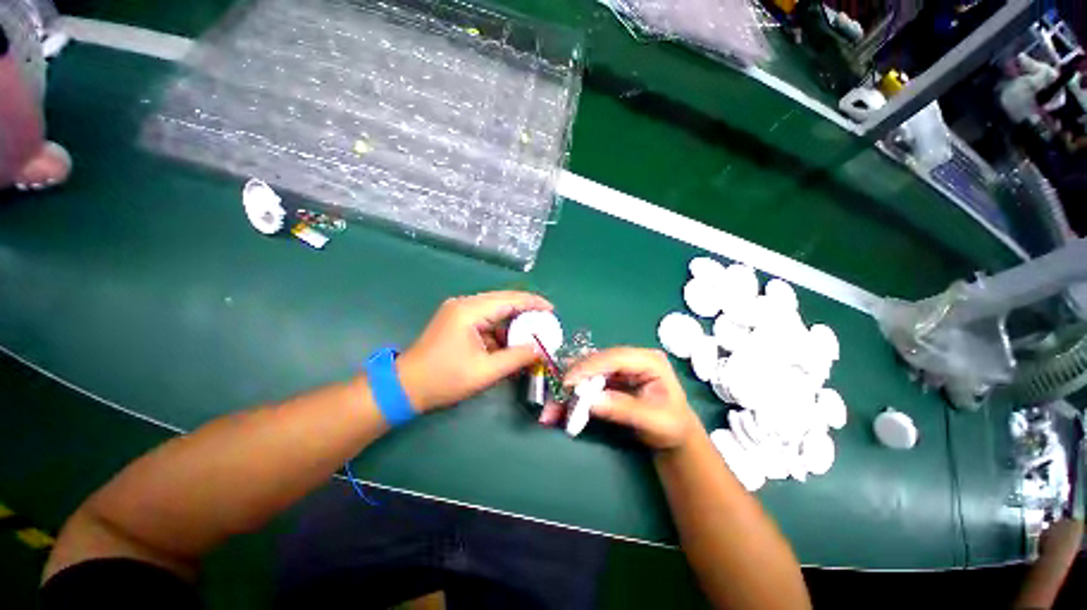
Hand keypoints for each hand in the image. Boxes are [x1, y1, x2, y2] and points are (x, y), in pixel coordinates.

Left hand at [396, 291, 551, 411]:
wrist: (405, 387)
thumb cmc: (444, 379)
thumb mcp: (485, 372)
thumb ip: (516, 358)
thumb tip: (540, 349)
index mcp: (469, 311)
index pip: (509, 299)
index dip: (533, 303)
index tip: (552, 310)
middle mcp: (464, 304)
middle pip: (503, 301)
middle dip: (526, 311)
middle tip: (546, 322)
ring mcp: (459, 311)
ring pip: (495, 311)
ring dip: (513, 323)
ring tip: (531, 335)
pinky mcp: (457, 321)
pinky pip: (485, 320)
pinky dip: (500, 330)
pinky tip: (510, 343)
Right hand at [550, 347, 701, 449]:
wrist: (674, 434)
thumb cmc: (671, 427)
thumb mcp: (654, 422)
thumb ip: (624, 409)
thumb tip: (591, 401)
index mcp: (649, 360)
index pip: (615, 358)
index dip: (589, 367)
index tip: (567, 382)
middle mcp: (632, 358)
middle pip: (597, 361)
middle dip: (574, 378)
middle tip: (554, 396)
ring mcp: (620, 366)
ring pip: (588, 370)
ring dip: (569, 387)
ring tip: (553, 407)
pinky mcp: (611, 376)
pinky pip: (588, 381)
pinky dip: (573, 394)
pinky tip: (561, 406)